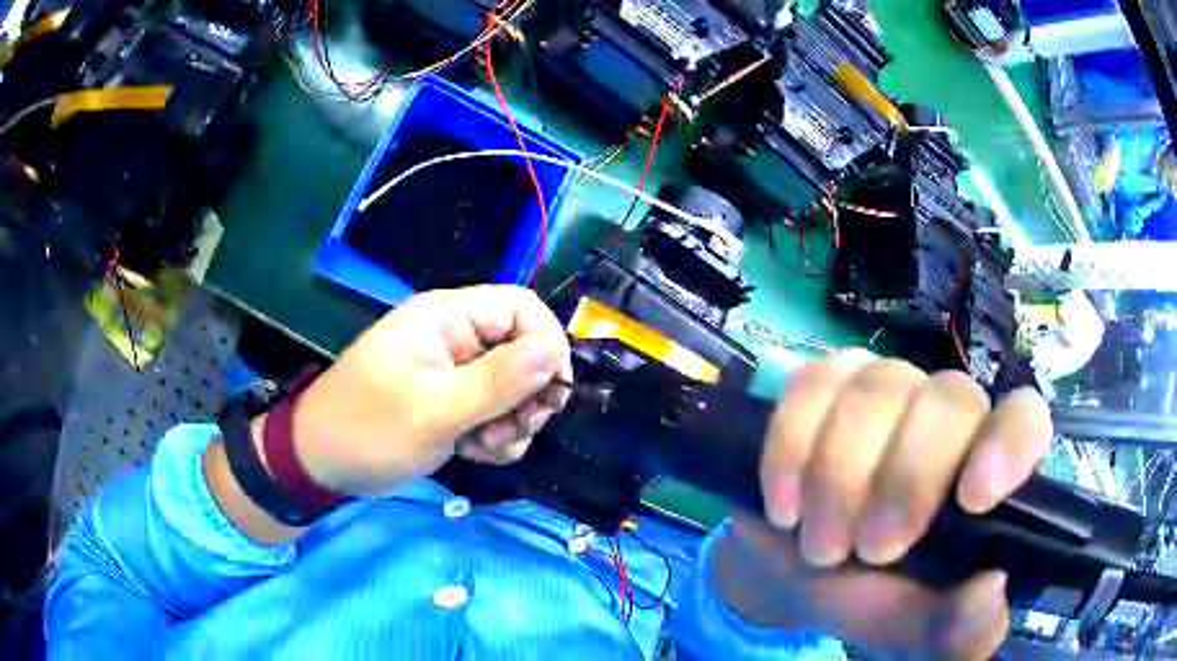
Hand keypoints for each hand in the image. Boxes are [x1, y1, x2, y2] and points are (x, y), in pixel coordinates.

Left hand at [289, 285, 572, 495]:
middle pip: (523, 349)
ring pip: (513, 386)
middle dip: (528, 395)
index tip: (551, 397)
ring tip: (485, 447)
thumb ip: (498, 380)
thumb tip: (555, 350)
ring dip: (512, 421)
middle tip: (512, 432)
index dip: (547, 346)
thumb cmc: (368, 431)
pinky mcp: (450, 400)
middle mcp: (455, 336)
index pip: (522, 308)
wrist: (320, 463)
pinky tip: (476, 452)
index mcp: (446, 318)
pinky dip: (496, 434)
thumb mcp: (434, 410)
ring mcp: (452, 370)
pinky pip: (493, 409)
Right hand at [714, 350, 1052, 659]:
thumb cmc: (871, 599)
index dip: (1008, 444)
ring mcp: (886, 388)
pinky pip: (811, 386)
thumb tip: (991, 585)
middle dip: (905, 480)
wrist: (793, 575)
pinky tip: (783, 505)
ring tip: (820, 546)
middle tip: (871, 551)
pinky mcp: (825, 385)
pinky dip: (790, 449)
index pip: (1025, 419)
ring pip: (877, 388)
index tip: (973, 498)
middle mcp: (948, 415)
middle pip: (949, 399)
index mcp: (987, 470)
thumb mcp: (914, 628)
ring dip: (837, 477)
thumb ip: (960, 628)